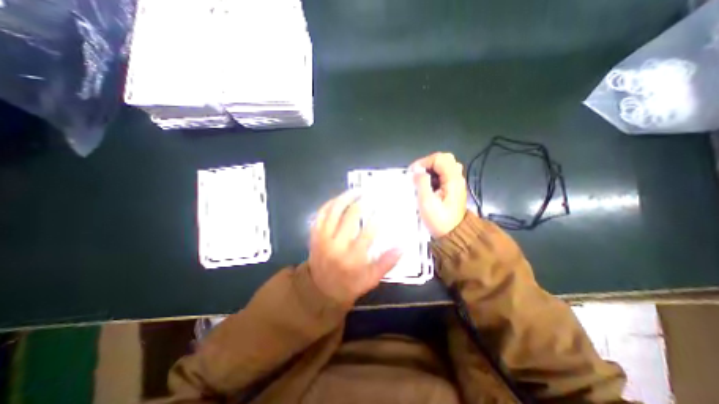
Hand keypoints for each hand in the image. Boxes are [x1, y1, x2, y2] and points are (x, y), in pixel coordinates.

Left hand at [308, 190, 402, 305]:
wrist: (319, 290)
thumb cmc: (348, 285)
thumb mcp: (370, 280)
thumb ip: (386, 263)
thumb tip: (402, 246)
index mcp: (352, 258)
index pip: (368, 232)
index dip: (379, 218)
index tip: (386, 209)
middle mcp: (336, 245)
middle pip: (351, 216)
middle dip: (364, 202)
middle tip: (373, 195)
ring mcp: (322, 237)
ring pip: (334, 209)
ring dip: (347, 197)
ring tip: (358, 190)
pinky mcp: (314, 234)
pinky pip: (321, 212)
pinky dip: (331, 202)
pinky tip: (340, 198)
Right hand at [411, 154, 465, 237]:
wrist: (453, 235)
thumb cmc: (439, 220)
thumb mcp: (427, 203)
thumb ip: (422, 183)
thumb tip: (416, 170)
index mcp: (453, 180)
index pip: (439, 159)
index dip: (424, 162)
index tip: (413, 173)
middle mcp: (457, 178)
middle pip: (444, 158)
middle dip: (428, 163)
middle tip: (417, 174)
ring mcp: (456, 182)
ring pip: (445, 165)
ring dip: (431, 168)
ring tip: (421, 179)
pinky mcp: (453, 188)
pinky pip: (444, 173)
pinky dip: (434, 175)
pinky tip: (428, 185)